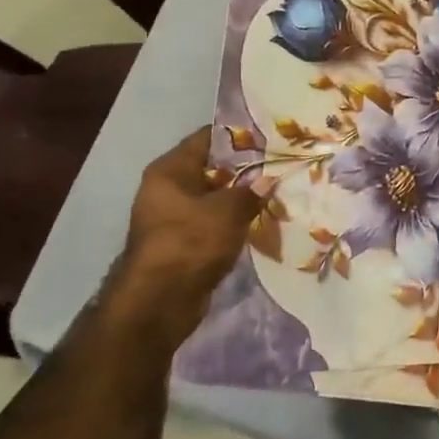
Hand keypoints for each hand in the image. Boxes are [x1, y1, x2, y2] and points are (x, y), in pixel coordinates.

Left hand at [103, 128, 263, 341]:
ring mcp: (172, 217)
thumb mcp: (228, 212)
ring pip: (213, 198)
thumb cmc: (190, 243)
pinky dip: (232, 222)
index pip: (207, 138)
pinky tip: (260, 221)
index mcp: (170, 170)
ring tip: (276, 193)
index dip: (239, 135)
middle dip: (244, 169)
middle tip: (279, 166)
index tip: (269, 136)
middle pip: (211, 168)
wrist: (158, 302)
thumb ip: (251, 192)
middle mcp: (167, 188)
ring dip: (240, 199)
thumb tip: (268, 181)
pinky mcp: (181, 243)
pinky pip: (211, 223)